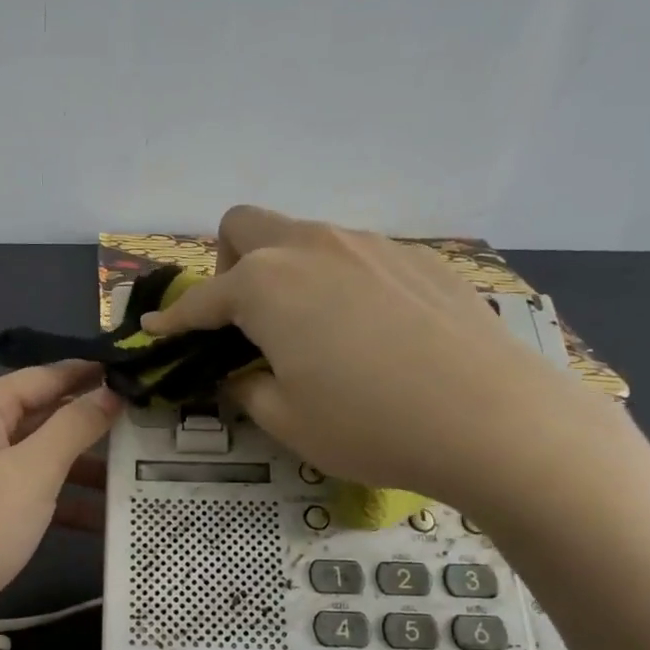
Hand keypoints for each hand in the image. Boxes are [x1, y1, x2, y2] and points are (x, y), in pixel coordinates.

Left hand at [0, 363, 118, 646]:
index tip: (146, 373)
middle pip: (49, 415)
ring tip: (144, 474)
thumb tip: (112, 391)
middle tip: (155, 427)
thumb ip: (75, 427)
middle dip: (97, 422)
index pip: (49, 374)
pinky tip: (109, 519)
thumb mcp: (32, 471)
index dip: (95, 373)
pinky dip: (69, 503)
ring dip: (89, 467)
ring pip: (47, 458)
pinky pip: (37, 494)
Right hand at [141, 206, 628, 516]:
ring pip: (304, 235)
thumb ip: (247, 388)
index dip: (174, 320)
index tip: (156, 333)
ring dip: (285, 271)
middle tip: (243, 319)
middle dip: (228, 264)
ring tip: (309, 329)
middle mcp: (312, 247)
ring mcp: (370, 245)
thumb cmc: (370, 424)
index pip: (201, 299)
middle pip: (245, 225)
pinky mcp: (418, 259)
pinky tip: (369, 332)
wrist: (493, 419)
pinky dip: (338, 282)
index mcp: (266, 285)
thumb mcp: (287, 420)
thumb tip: (239, 374)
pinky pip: (356, 255)